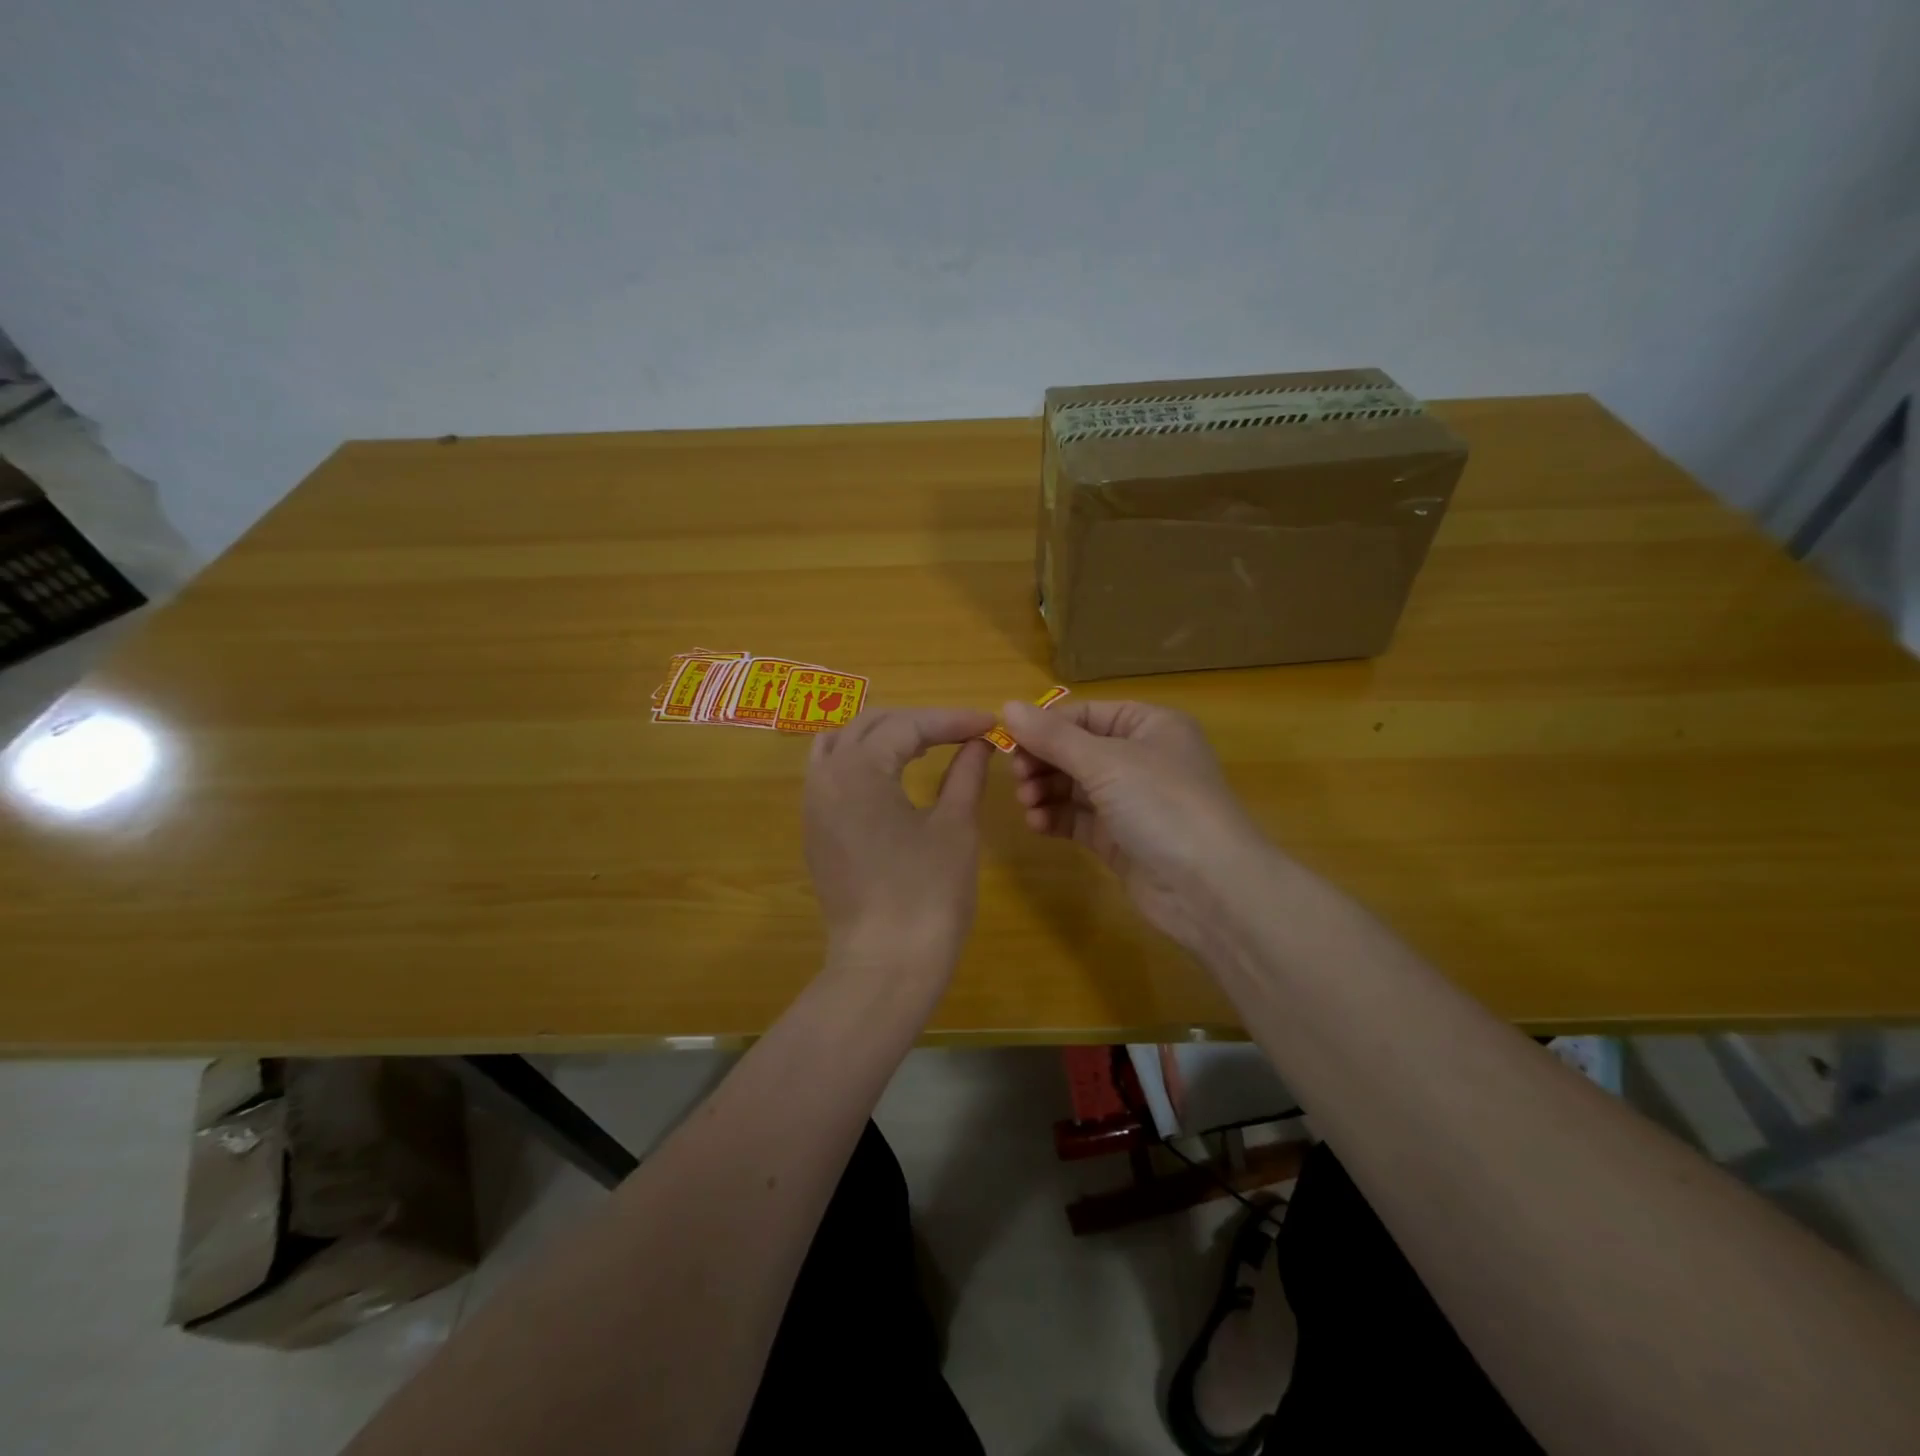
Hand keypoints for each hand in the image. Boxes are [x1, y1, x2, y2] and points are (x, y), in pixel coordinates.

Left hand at [804, 707, 997, 976]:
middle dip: (918, 723)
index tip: (989, 724)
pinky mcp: (815, 831)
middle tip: (962, 733)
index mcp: (858, 769)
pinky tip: (893, 775)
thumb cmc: (928, 894)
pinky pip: (832, 774)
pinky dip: (862, 761)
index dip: (951, 720)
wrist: (885, 966)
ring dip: (883, 736)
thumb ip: (966, 773)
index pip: (907, 725)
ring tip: (924, 745)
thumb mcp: (955, 826)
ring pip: (842, 744)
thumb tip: (979, 743)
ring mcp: (813, 805)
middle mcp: (825, 777)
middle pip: (870, 725)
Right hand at [1003, 699, 1267, 952]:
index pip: (1086, 714)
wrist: (1209, 888)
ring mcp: (1132, 801)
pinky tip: (1038, 825)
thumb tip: (1006, 706)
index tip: (1008, 742)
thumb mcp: (1105, 762)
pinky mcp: (1122, 838)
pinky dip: (1056, 818)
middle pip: (1077, 750)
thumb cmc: (1163, 805)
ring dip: (1046, 791)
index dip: (1047, 726)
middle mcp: (1142, 758)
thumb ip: (1053, 737)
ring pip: (1075, 786)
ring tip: (1027, 804)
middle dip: (1044, 762)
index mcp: (1149, 726)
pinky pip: (1080, 819)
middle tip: (1017, 778)